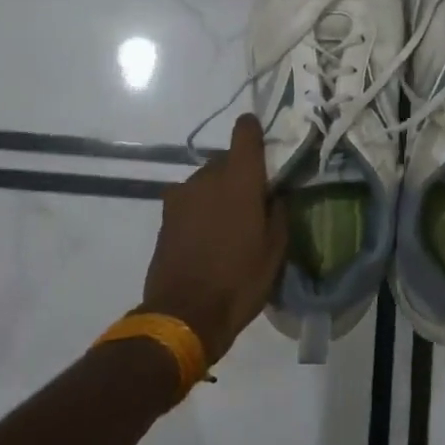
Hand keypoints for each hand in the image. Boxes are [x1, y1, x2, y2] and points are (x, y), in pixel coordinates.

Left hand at [141, 115, 286, 364]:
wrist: (183, 315)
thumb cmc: (239, 280)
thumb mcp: (275, 250)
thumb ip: (278, 212)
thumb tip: (275, 194)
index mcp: (240, 179)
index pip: (245, 132)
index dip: (253, 129)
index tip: (262, 140)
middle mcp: (208, 176)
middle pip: (226, 159)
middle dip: (239, 173)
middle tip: (252, 201)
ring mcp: (182, 194)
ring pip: (206, 180)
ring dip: (217, 192)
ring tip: (228, 224)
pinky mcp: (166, 215)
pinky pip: (190, 200)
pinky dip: (200, 209)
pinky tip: (207, 236)